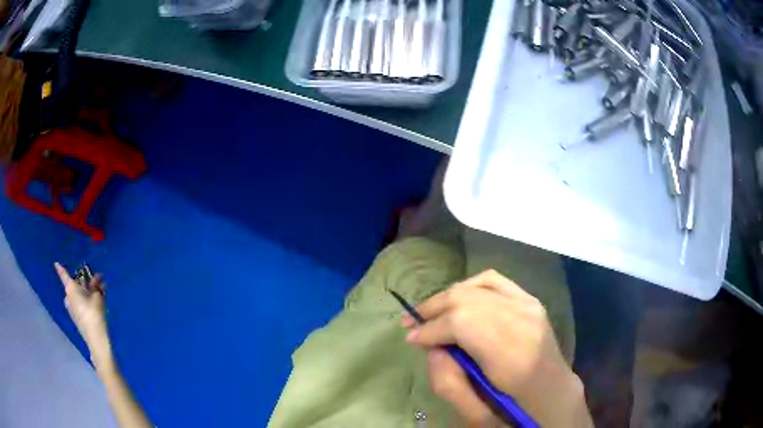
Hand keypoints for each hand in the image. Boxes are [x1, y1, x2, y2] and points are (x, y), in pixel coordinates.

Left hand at [55, 263, 112, 371]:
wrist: (96, 339)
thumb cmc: (94, 314)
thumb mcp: (98, 297)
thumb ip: (97, 286)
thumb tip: (97, 277)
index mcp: (71, 288)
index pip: (64, 275)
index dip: (60, 269)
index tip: (55, 263)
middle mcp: (68, 296)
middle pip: (75, 285)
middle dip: (85, 282)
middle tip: (97, 281)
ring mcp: (71, 308)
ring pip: (78, 295)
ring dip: (87, 292)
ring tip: (99, 293)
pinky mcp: (76, 317)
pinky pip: (79, 304)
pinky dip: (86, 301)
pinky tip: (95, 303)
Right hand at [403, 270, 591, 426]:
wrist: (553, 392)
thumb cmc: (515, 407)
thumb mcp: (474, 410)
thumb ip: (447, 380)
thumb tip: (432, 346)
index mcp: (512, 354)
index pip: (461, 323)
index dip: (430, 329)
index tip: (410, 339)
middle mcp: (523, 320)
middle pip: (466, 299)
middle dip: (433, 309)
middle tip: (411, 325)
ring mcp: (530, 305)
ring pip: (477, 286)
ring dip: (447, 297)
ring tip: (429, 312)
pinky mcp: (530, 299)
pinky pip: (493, 280)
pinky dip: (470, 285)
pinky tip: (459, 297)